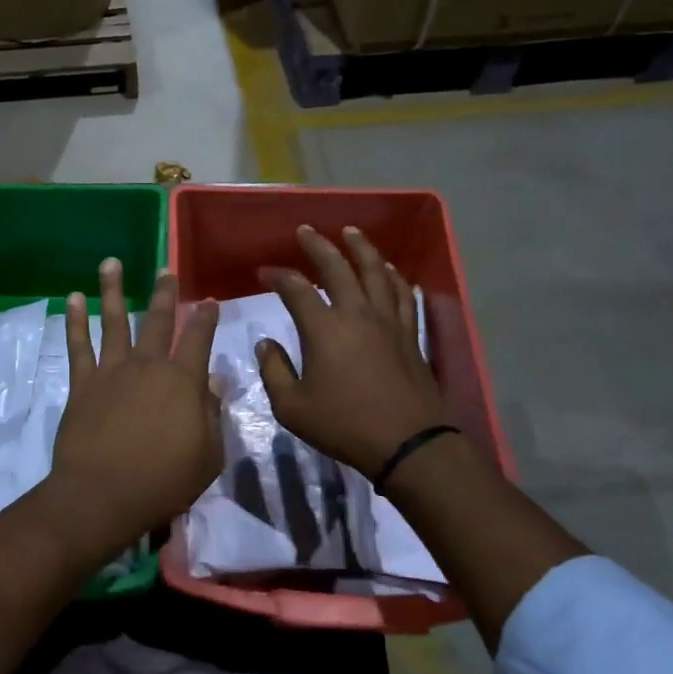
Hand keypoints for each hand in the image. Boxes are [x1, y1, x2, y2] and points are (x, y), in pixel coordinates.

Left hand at [49, 258, 221, 547]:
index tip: (209, 301)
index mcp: (183, 381)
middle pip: (158, 321)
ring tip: (111, 262)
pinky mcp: (83, 383)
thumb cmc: (163, 481)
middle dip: (164, 293)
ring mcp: (112, 370)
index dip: (206, 317)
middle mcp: (148, 366)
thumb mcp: (208, 456)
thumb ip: (213, 415)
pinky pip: (78, 345)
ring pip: (114, 321)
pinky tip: (73, 298)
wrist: (102, 494)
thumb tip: (215, 382)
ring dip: (114, 290)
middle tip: (165, 269)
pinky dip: (75, 320)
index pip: (199, 339)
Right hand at [255, 225, 446, 478]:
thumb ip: (274, 371)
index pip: (296, 289)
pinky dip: (394, 276)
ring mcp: (388, 321)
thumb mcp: (292, 407)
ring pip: (375, 272)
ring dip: (361, 248)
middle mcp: (357, 314)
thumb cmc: (344, 426)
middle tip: (305, 231)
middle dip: (318, 245)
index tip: (263, 272)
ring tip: (351, 232)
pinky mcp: (409, 333)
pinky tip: (389, 269)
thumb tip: (266, 343)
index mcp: (324, 329)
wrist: (407, 443)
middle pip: (338, 268)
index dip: (277, 276)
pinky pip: (403, 294)